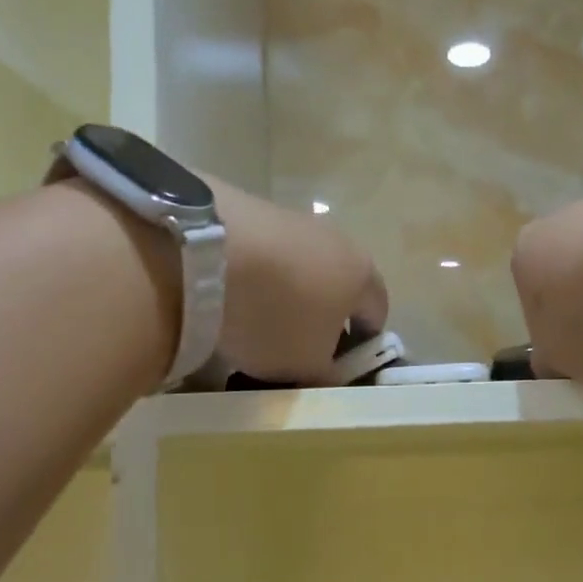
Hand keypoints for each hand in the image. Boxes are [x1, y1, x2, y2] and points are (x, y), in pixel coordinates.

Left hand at [204, 174, 386, 382]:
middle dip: (321, 317)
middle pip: (337, 286)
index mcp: (364, 275)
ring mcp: (293, 220)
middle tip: (295, 347)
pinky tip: (228, 294)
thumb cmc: (276, 317)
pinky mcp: (249, 208)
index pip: (377, 315)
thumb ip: (327, 373)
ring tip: (254, 321)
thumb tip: (328, 371)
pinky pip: (263, 253)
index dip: (361, 345)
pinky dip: (254, 275)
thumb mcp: (308, 365)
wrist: (206, 253)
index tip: (335, 366)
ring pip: (300, 268)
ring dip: (285, 294)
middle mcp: (338, 240)